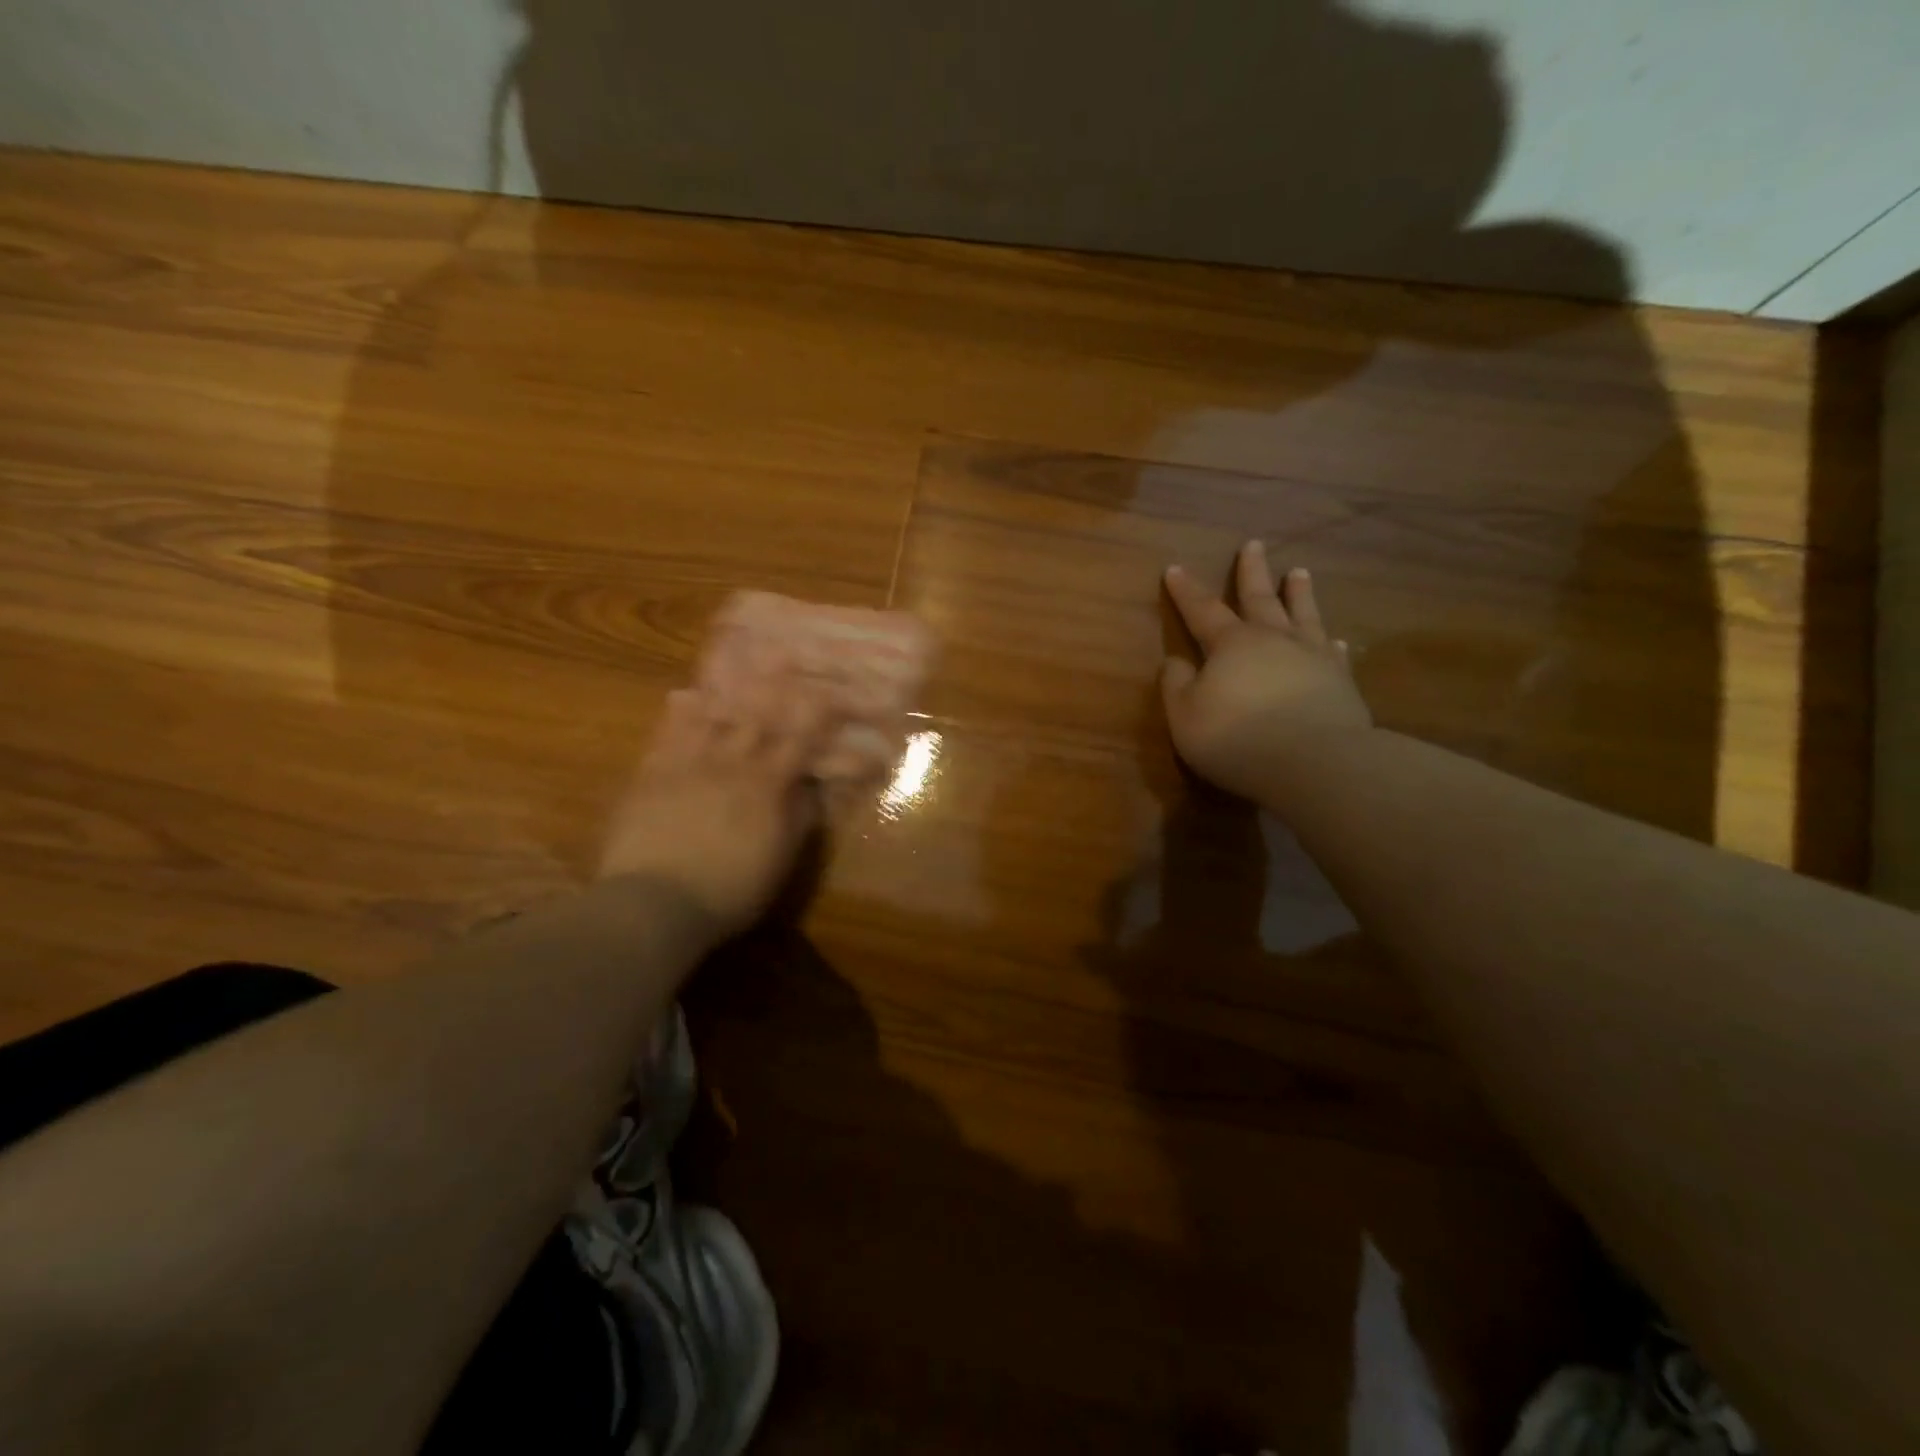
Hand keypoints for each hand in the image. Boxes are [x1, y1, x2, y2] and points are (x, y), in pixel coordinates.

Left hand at [597, 679, 828, 942]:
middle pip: (757, 715)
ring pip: (712, 716)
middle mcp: (731, 763)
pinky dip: (676, 714)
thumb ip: (799, 818)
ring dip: (727, 687)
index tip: (831, 689)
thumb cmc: (730, 889)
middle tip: (783, 649)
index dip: (818, 713)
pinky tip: (681, 696)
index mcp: (767, 785)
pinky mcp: (652, 776)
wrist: (655, 902)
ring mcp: (688, 765)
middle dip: (774, 682)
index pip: (800, 740)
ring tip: (736, 658)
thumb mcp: (779, 860)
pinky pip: (666, 736)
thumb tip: (814, 787)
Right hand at [1161, 540, 1372, 800]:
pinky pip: (1334, 653)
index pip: (1202, 610)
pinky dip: (1330, 643)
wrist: (1314, 762)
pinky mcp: (1341, 682)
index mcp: (1230, 645)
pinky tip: (1334, 639)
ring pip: (1303, 615)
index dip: (1186, 591)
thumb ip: (1176, 686)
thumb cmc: (1236, 739)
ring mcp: (1311, 657)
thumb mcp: (1185, 717)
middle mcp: (1273, 640)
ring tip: (1299, 571)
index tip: (1174, 568)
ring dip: (1299, 593)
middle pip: (1259, 598)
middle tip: (1253, 544)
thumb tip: (1175, 661)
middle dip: (1252, 572)